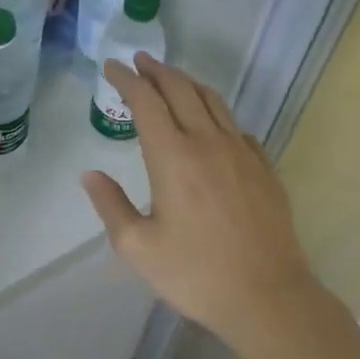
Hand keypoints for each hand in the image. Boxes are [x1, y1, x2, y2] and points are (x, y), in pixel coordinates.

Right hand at [81, 54, 318, 349]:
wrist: (268, 297)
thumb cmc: (196, 274)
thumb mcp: (138, 248)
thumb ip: (111, 206)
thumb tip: (91, 175)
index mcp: (172, 157)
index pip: (146, 102)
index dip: (127, 80)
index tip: (112, 67)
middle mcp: (207, 142)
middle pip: (180, 89)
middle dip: (156, 71)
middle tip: (139, 61)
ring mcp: (241, 152)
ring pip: (212, 101)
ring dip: (187, 83)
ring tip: (171, 79)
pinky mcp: (264, 167)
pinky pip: (236, 127)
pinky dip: (216, 113)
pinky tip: (212, 124)